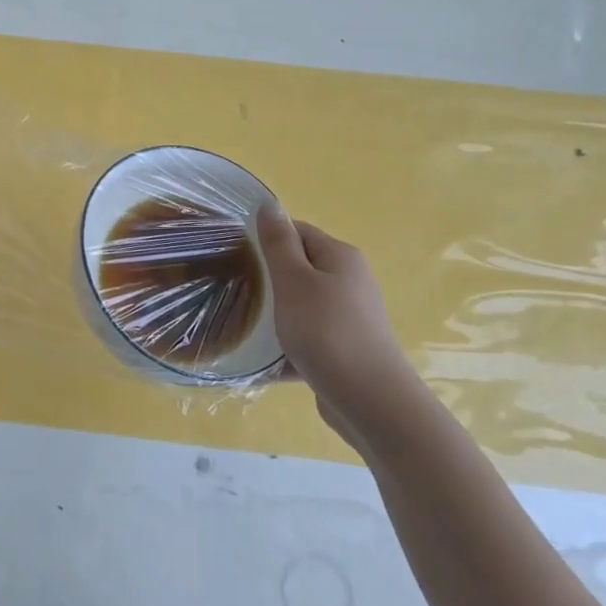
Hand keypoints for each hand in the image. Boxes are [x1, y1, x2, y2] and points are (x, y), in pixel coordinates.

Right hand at [256, 206, 421, 447]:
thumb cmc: (326, 331)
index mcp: (340, 257)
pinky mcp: (347, 350)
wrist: (370, 401)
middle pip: (300, 269)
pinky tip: (264, 361)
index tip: (235, 256)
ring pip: (303, 306)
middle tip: (235, 290)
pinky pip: (310, 339)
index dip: (266, 240)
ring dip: (276, 315)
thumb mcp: (293, 281)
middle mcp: (351, 282)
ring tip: (245, 325)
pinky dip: (289, 346)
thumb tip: (268, 205)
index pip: (297, 232)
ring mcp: (351, 318)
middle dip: (268, 279)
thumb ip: (278, 243)